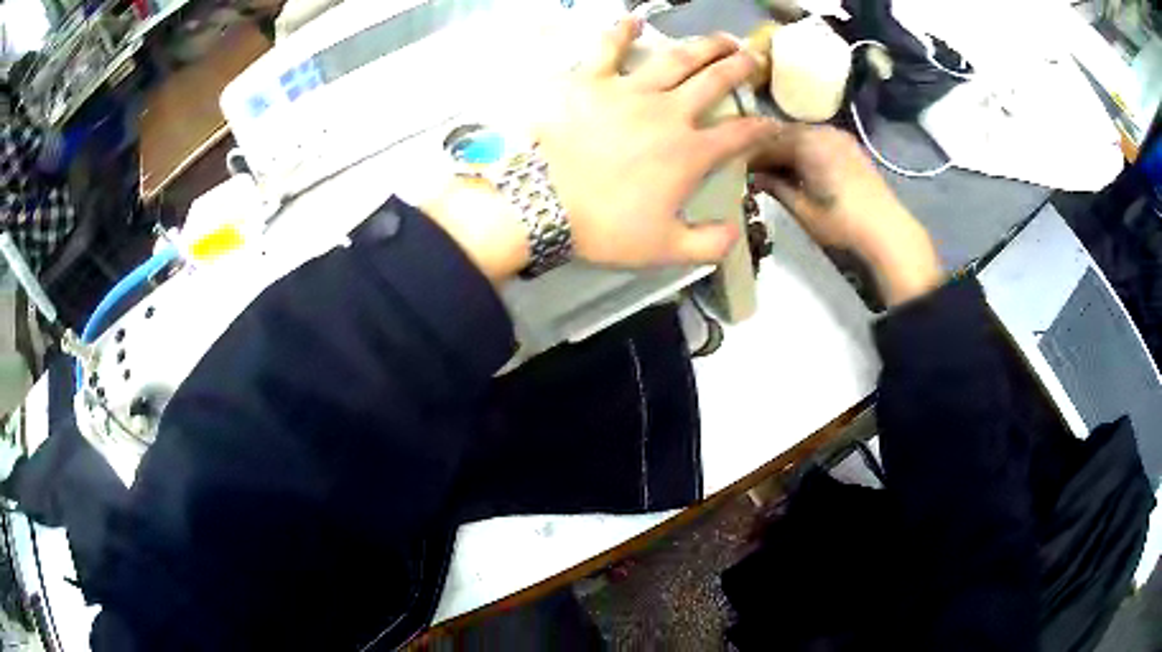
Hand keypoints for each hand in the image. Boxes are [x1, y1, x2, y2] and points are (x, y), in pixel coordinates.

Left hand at [536, 18, 780, 267]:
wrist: (542, 203)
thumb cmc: (604, 227)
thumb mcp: (664, 250)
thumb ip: (707, 243)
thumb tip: (735, 231)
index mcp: (690, 153)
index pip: (739, 135)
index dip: (762, 128)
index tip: (773, 123)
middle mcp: (668, 112)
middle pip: (715, 82)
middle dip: (741, 68)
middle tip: (754, 58)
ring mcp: (629, 91)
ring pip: (676, 58)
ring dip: (703, 45)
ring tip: (721, 38)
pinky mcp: (591, 81)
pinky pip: (608, 48)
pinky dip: (621, 31)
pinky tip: (634, 20)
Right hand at [750, 125, 942, 305]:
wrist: (888, 232)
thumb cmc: (842, 222)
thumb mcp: (802, 209)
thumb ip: (775, 186)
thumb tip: (753, 176)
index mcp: (806, 142)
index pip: (766, 140)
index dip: (748, 153)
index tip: (734, 167)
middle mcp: (822, 130)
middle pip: (783, 134)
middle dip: (766, 150)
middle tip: (751, 170)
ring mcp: (839, 136)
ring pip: (801, 136)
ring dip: (785, 150)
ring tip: (775, 172)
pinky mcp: (850, 147)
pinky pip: (817, 141)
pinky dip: (804, 151)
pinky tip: (800, 170)